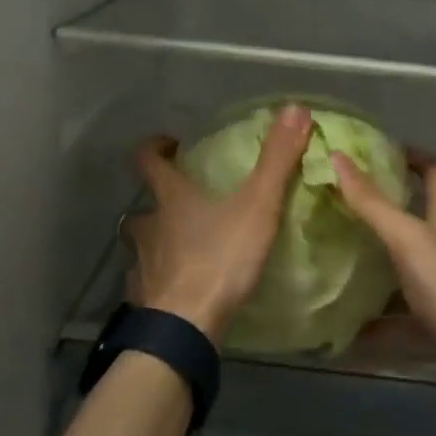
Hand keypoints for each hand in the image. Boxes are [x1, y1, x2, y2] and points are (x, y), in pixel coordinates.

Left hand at [124, 105, 313, 342]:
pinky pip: (146, 283)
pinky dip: (157, 281)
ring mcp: (141, 265)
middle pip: (141, 206)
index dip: (154, 147)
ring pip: (140, 245)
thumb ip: (276, 161)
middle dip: (156, 203)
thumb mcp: (256, 206)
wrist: (186, 326)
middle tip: (182, 205)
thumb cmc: (219, 259)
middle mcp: (147, 227)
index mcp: (170, 199)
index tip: (169, 144)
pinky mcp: (143, 298)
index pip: (146, 160)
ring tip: (180, 248)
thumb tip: (295, 109)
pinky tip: (177, 289)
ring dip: (155, 242)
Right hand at [331, 147, 435, 352]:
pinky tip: (355, 328)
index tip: (379, 153)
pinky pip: (409, 309)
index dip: (411, 158)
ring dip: (383, 260)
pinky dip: (384, 316)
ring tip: (343, 258)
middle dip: (387, 210)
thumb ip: (372, 203)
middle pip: (422, 217)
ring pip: (414, 263)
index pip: (434, 173)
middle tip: (346, 206)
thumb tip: (338, 157)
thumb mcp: (408, 239)